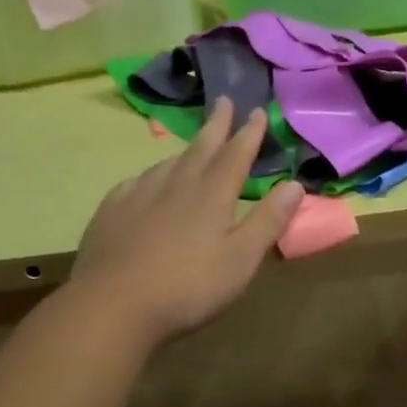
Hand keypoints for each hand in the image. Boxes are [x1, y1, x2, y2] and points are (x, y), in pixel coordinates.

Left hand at [72, 98, 304, 346]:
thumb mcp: (242, 259)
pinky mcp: (111, 211)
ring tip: (193, 145)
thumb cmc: (189, 287)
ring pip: (168, 163)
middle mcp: (176, 185)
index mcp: (212, 195)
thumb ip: (269, 220)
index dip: (249, 133)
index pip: (236, 155)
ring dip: (185, 150)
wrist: (112, 306)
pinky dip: (151, 175)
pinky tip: (147, 182)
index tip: (256, 111)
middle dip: (216, 125)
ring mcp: (139, 195)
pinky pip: (137, 182)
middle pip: (201, 148)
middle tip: (223, 101)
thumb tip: (295, 184)